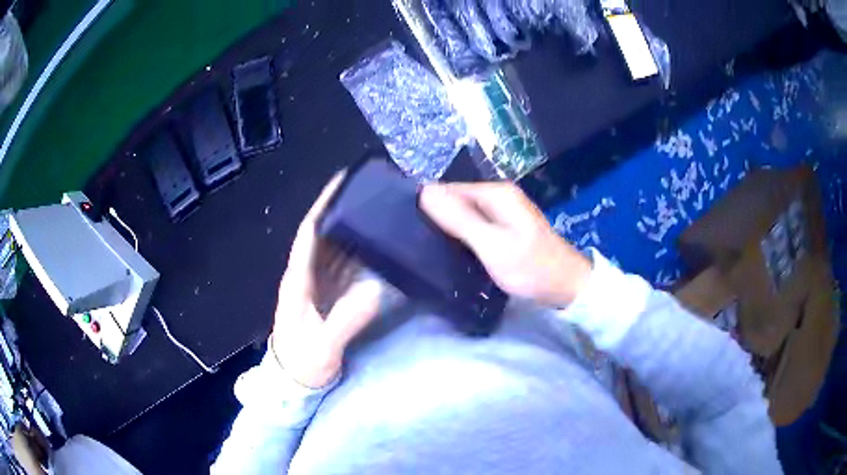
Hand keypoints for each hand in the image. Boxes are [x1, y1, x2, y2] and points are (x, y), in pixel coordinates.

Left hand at [271, 172, 382, 388]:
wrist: (295, 383)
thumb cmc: (303, 365)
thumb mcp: (322, 348)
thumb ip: (344, 320)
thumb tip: (375, 288)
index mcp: (297, 281)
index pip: (308, 234)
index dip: (323, 206)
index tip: (341, 182)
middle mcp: (306, 276)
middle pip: (323, 235)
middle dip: (342, 210)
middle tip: (371, 191)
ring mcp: (318, 286)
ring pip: (334, 249)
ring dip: (351, 228)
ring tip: (378, 210)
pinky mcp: (328, 296)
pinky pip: (343, 267)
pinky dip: (358, 252)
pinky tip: (376, 245)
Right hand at [420, 182, 591, 307]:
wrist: (567, 285)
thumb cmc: (530, 266)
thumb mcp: (491, 244)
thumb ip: (459, 219)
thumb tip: (424, 192)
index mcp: (495, 192)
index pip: (448, 189)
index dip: (430, 207)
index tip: (412, 230)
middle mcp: (499, 196)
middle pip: (457, 200)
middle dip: (439, 217)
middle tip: (419, 244)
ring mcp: (504, 211)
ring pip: (466, 214)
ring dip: (451, 228)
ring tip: (431, 248)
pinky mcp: (506, 227)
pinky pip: (476, 225)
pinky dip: (465, 236)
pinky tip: (455, 251)